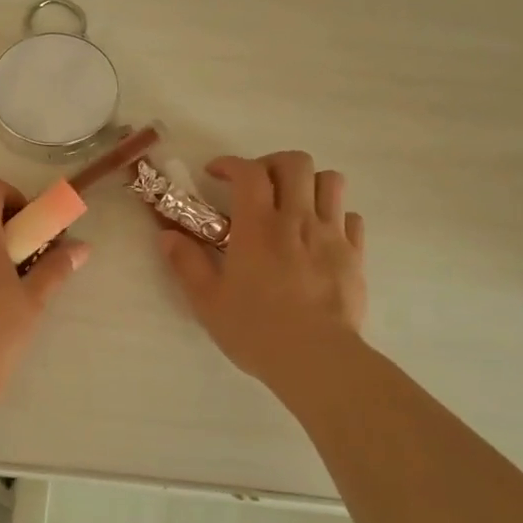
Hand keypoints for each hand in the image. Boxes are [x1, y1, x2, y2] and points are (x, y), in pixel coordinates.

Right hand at [159, 152, 364, 389]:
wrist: (316, 358)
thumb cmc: (256, 330)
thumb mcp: (207, 301)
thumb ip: (186, 264)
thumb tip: (166, 236)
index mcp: (258, 226)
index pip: (249, 172)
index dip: (231, 163)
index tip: (215, 174)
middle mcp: (297, 219)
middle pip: (296, 163)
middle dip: (273, 164)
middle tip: (257, 186)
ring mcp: (331, 235)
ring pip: (331, 181)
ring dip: (309, 183)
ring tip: (293, 204)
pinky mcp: (355, 255)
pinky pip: (352, 217)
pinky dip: (335, 215)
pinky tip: (320, 234)